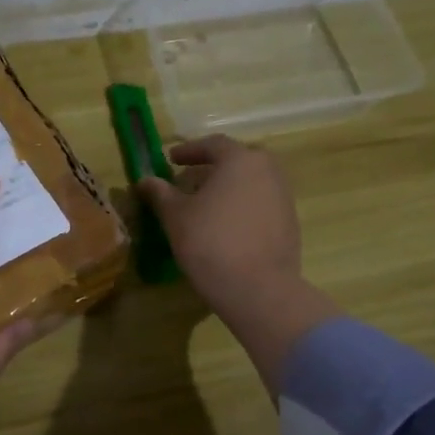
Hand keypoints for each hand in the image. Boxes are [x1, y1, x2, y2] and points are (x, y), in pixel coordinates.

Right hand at [136, 134, 336, 392]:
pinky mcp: (290, 224)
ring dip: (226, 189)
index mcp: (241, 160)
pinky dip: (241, 207)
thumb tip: (145, 180)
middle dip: (210, 169)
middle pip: (235, 162)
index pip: (213, 145)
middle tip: (188, 182)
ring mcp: (283, 198)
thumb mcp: (176, 216)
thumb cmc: (210, 242)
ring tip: (204, 206)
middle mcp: (268, 171)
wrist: (258, 289)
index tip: (171, 159)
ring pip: (250, 183)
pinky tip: (225, 227)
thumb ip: (160, 193)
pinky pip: (260, 204)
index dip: (189, 150)